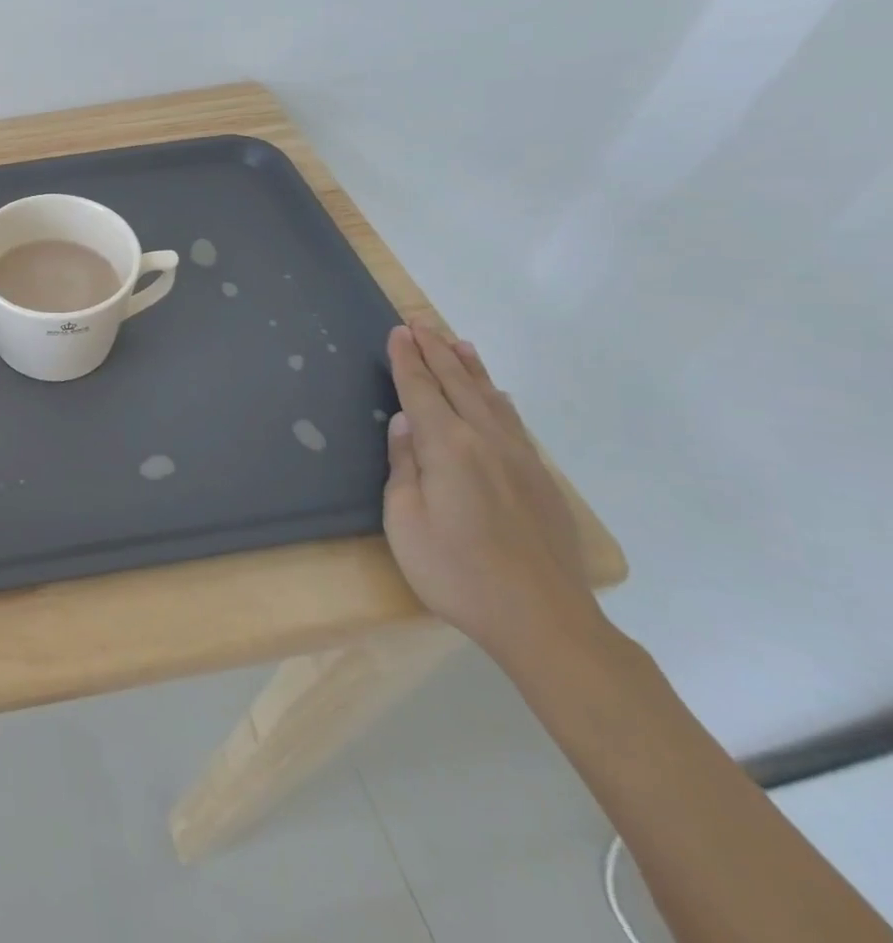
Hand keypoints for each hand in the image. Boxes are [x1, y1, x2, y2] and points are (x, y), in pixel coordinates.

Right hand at [382, 323, 602, 663]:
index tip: (398, 331)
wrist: (545, 621)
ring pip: (490, 398)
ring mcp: (520, 460)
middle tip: (419, 321)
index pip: (421, 390)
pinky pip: (513, 422)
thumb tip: (406, 425)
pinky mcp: (540, 481)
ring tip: (457, 341)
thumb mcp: (405, 520)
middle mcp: (486, 441)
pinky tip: (497, 394)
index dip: (407, 360)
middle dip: (435, 350)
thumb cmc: (457, 571)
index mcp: (448, 447)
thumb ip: (404, 466)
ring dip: (470, 367)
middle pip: (457, 384)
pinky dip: (497, 398)